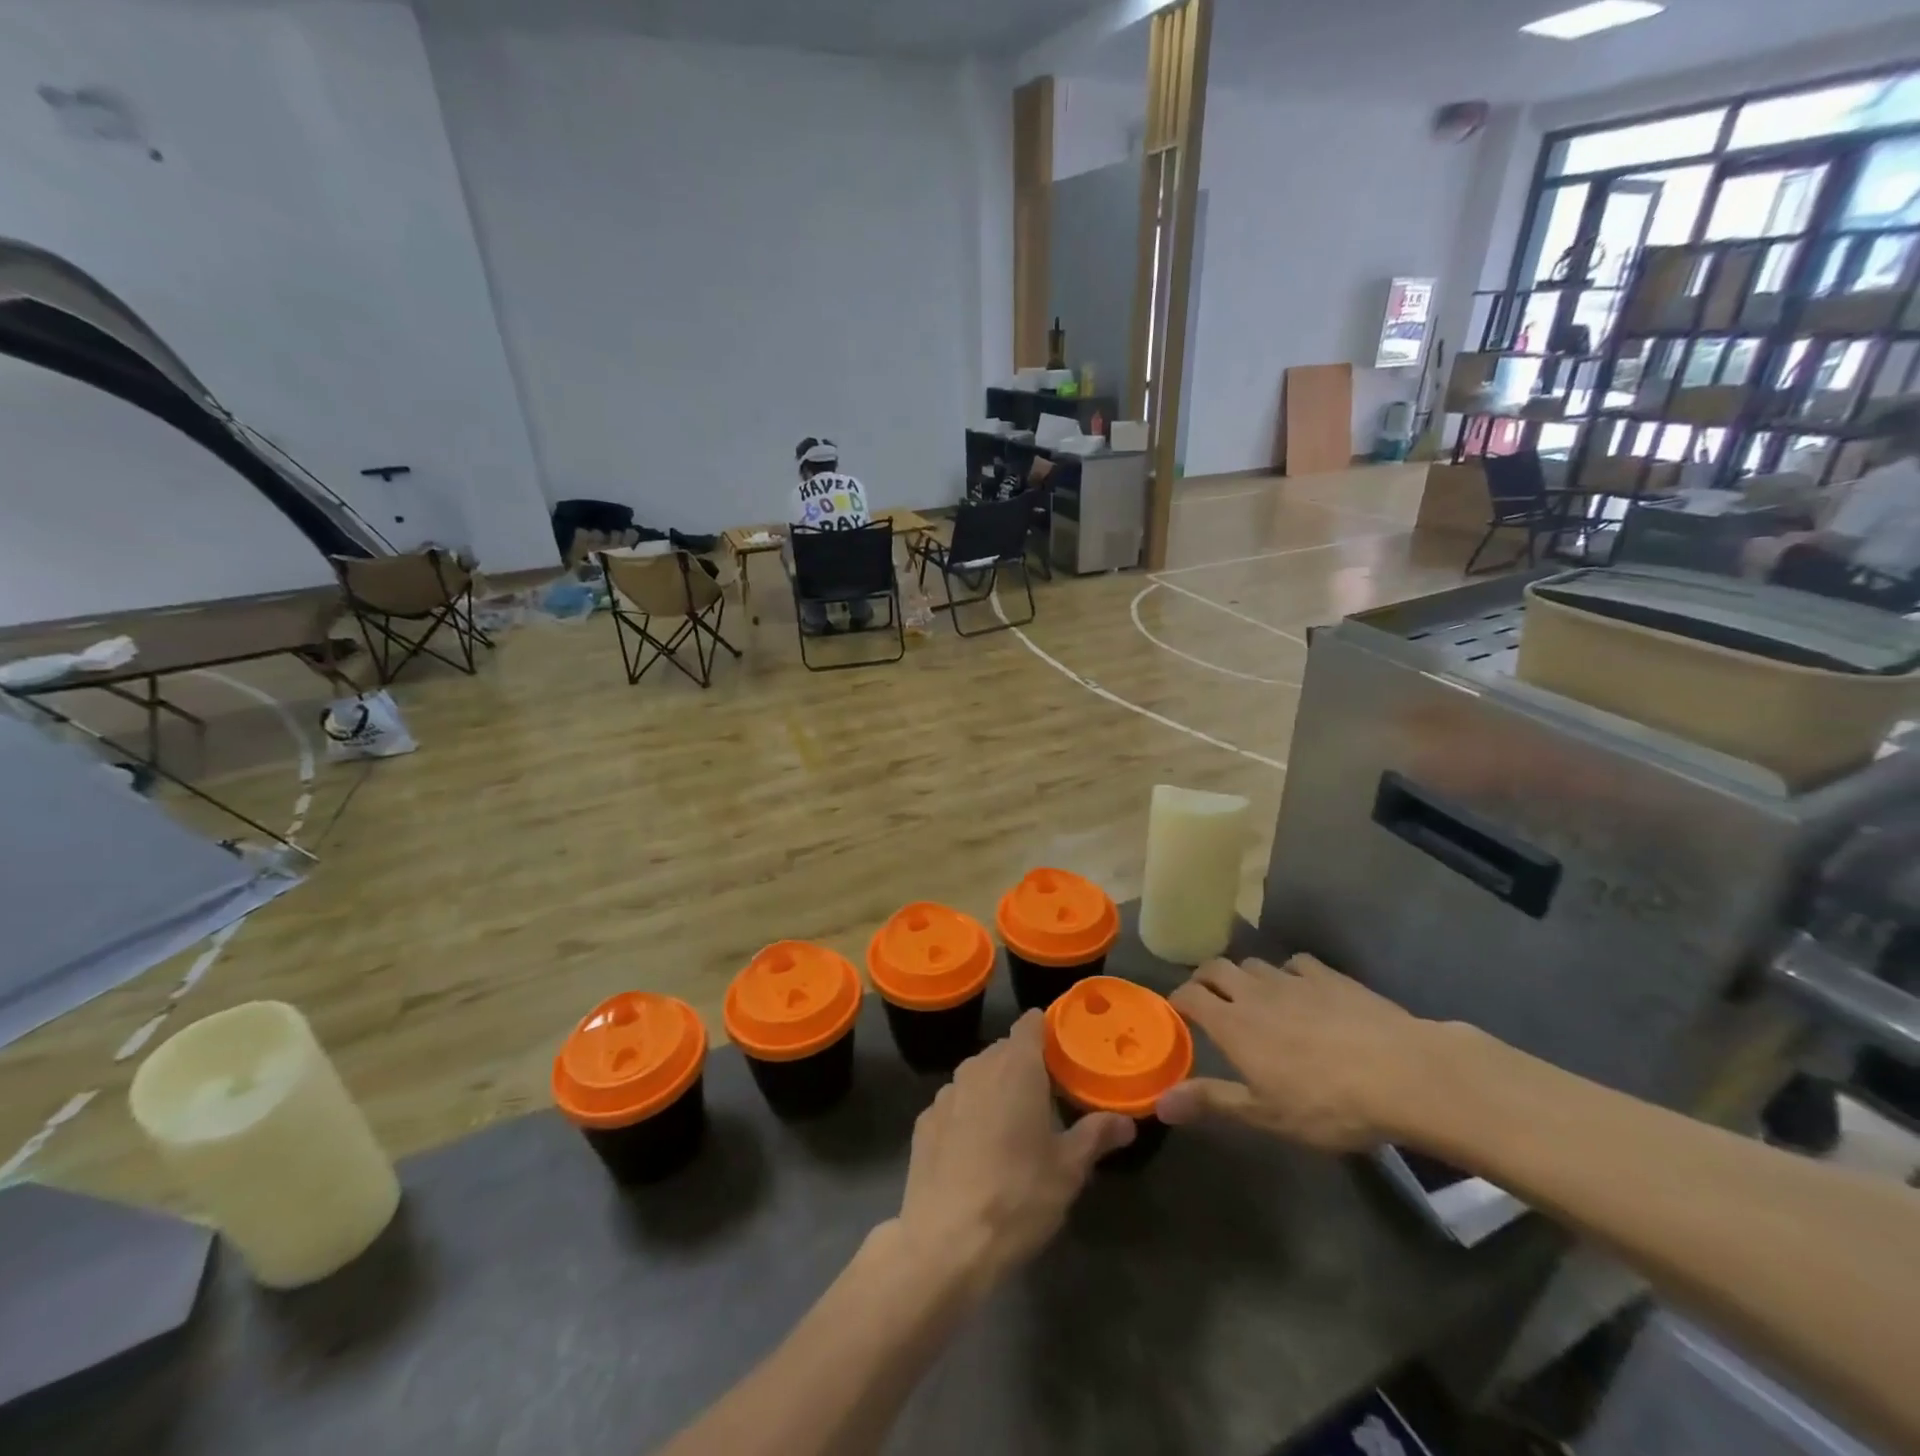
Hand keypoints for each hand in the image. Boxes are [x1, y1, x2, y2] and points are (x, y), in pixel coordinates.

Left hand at [892, 1011, 1133, 1295]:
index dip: (1048, 1031)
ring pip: (978, 1076)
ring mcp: (945, 1093)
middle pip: (1005, 1050)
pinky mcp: (924, 1121)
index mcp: (1016, 1067)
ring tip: (1014, 1128)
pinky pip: (955, 1104)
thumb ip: (1096, 1135)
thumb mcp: (1068, 1170)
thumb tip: (1126, 1121)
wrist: (944, 1243)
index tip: (1066, 1054)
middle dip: (1026, 1066)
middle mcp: (977, 1067)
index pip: (1031, 1023)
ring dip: (996, 1090)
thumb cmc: (1017, 1197)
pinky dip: (969, 1115)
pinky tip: (977, 1152)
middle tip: (1050, 1099)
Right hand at [1157, 955, 1442, 1152]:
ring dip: (1244, 976)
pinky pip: (1296, 963)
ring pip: (1253, 963)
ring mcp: (1292, 979)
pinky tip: (1302, 990)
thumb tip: (1158, 1103)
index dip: (1178, 1000)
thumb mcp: (1265, 1114)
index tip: (1178, 1013)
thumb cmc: (1327, 1103)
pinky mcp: (1329, 975)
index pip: (1189, 995)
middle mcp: (1254, 992)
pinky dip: (1288, 973)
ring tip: (1253, 996)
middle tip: (1208, 998)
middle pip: (1216, 968)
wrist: (1402, 1074)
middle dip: (1205, 978)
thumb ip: (1211, 1101)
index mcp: (1232, 1023)